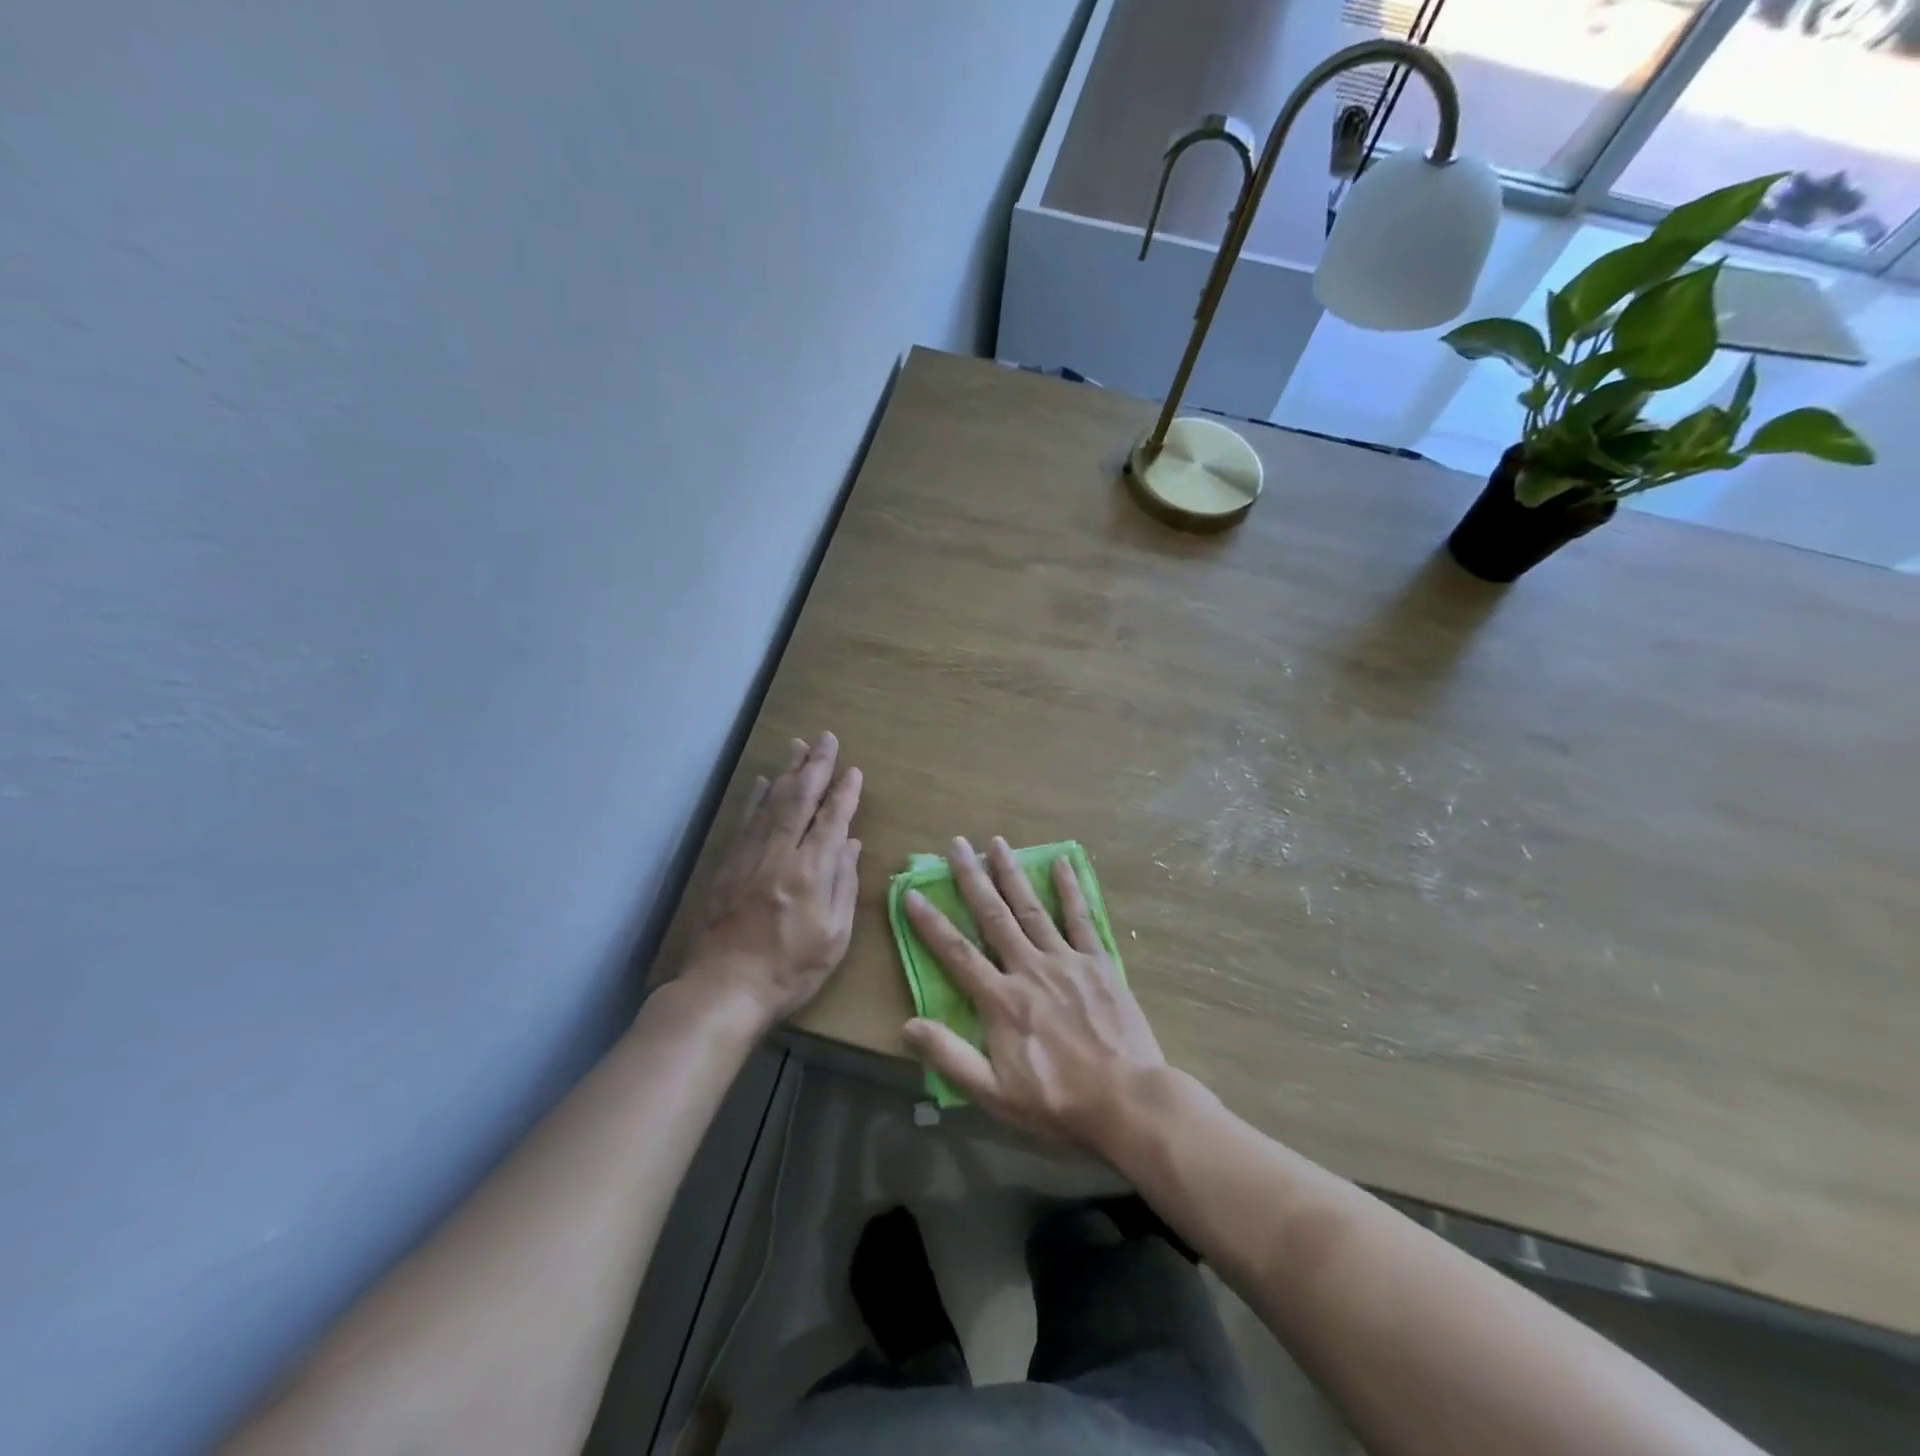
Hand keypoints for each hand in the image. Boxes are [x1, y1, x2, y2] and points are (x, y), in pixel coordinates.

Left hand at [683, 733, 861, 1029]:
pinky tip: (762, 782)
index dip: (845, 793)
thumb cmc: (790, 970)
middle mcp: (780, 854)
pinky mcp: (728, 865)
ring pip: (771, 802)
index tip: (854, 770)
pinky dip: (756, 798)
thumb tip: (850, 844)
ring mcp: (749, 856)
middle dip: (816, 765)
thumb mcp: (834, 937)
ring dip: (786, 771)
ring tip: (798, 745)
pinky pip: (745, 821)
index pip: (832, 820)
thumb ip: (843, 885)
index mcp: (811, 872)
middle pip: (799, 799)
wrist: (724, 989)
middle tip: (826, 738)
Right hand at [901, 836, 1165, 1151]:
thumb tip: (907, 1025)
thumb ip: (950, 1057)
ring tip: (997, 842)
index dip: (931, 923)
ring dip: (1013, 873)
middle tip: (957, 844)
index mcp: (1002, 1000)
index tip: (912, 894)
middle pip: (994, 916)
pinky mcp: (1099, 963)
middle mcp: (1030, 968)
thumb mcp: (995, 1093)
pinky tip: (1063, 863)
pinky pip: (1081, 919)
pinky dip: (1070, 890)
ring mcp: (1067, 960)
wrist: (1128, 1100)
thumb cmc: (1058, 1102)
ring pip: (1032, 908)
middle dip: (972, 878)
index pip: (957, 953)